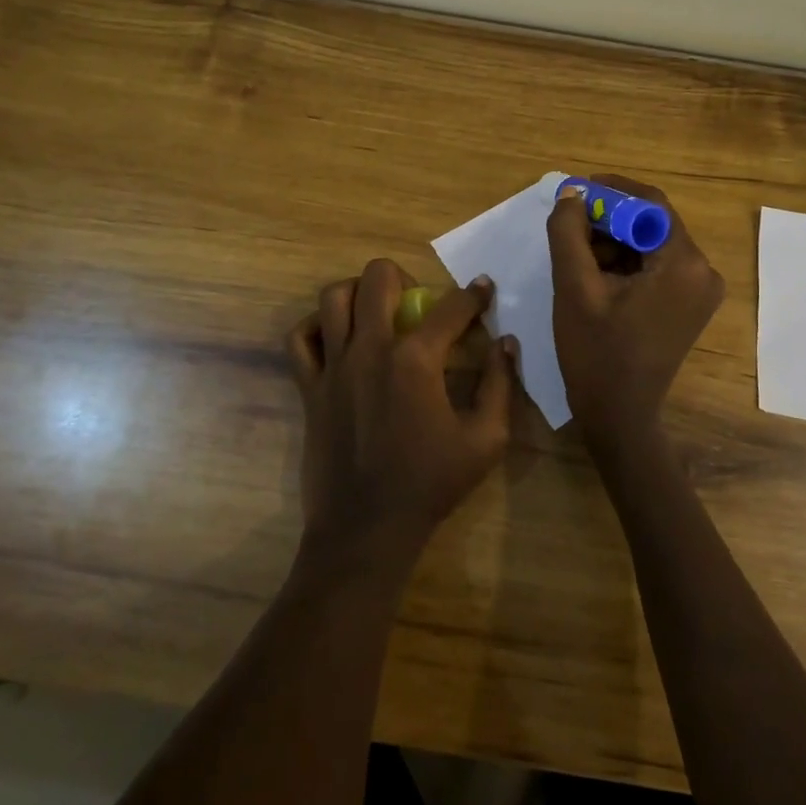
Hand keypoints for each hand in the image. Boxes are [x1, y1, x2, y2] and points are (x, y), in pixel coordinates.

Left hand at [286, 259, 515, 563]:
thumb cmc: (430, 484)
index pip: (451, 308)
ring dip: (357, 292)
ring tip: (373, 310)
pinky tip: (336, 339)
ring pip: (333, 297)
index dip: (473, 294)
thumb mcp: (485, 440)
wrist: (366, 528)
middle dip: (404, 276)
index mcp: (416, 361)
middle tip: (416, 301)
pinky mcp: (310, 388)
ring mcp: (334, 367)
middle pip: (378, 278)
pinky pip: (300, 339)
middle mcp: (370, 350)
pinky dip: (315, 326)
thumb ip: (500, 385)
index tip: (483, 288)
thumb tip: (506, 344)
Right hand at [547, 174, 724, 450]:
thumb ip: (569, 233)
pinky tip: (595, 277)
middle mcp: (703, 271)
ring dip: (613, 243)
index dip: (610, 191)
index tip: (574, 193)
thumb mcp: (574, 288)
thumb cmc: (596, 353)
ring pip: (651, 245)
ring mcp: (699, 290)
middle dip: (608, 220)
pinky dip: (625, 264)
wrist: (619, 415)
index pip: (650, 204)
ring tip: (576, 257)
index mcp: (684, 264)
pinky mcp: (688, 305)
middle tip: (568, 226)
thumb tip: (572, 192)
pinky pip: (656, 267)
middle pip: (652, 224)